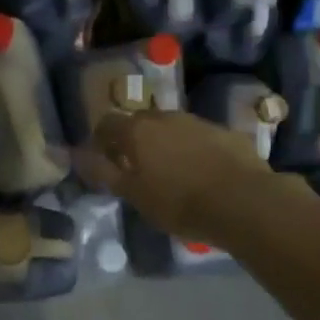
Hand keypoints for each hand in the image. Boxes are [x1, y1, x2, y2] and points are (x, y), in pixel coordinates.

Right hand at [73, 110, 274, 242]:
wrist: (244, 202)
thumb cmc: (178, 202)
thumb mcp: (133, 194)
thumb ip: (103, 171)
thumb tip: (75, 154)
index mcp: (136, 130)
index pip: (106, 124)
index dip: (100, 141)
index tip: (104, 161)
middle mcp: (164, 117)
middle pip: (139, 122)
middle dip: (133, 140)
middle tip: (135, 167)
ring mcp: (197, 121)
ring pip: (171, 127)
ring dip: (164, 143)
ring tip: (170, 171)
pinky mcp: (225, 132)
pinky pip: (198, 137)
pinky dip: (192, 149)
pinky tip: (201, 172)